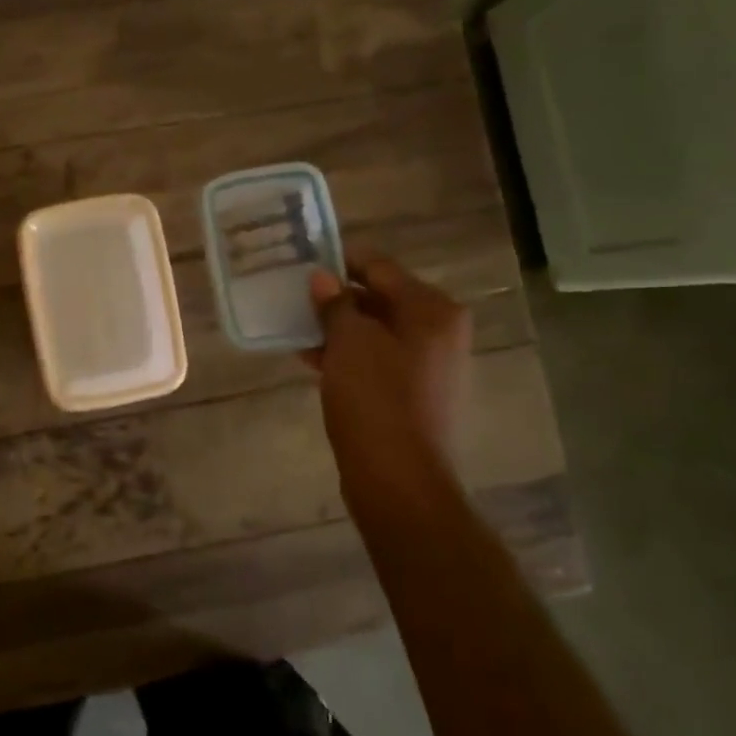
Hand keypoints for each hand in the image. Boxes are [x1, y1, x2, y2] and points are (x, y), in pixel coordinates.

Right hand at [306, 250, 470, 480]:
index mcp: (432, 310)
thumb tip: (322, 277)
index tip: (305, 258)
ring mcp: (429, 365)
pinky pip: (377, 360)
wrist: (399, 477)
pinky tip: (313, 359)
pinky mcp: (414, 393)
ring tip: (297, 327)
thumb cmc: (375, 399)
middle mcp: (439, 332)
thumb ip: (335, 304)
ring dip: (339, 328)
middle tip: (296, 295)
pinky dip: (348, 355)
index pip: (381, 267)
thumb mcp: (348, 342)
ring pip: (376, 332)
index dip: (341, 260)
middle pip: (381, 299)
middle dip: (338, 297)